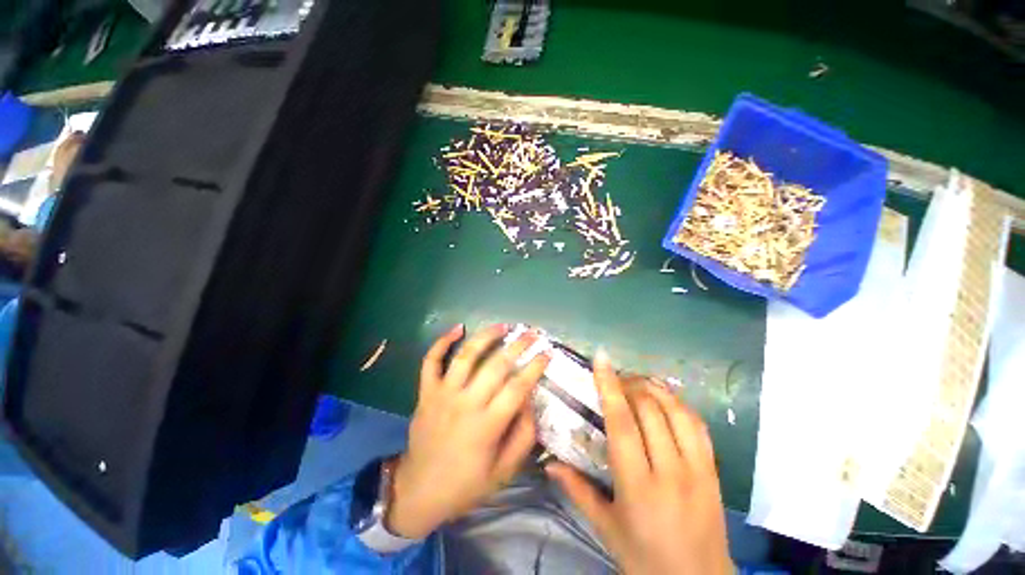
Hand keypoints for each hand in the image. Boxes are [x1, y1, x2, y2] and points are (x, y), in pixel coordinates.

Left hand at [386, 323, 549, 538]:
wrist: (418, 491)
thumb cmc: (465, 484)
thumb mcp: (504, 472)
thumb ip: (523, 437)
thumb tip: (531, 402)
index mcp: (487, 426)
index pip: (517, 387)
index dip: (535, 367)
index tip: (547, 353)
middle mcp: (465, 403)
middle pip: (495, 365)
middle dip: (518, 345)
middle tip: (532, 334)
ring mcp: (443, 394)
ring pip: (466, 355)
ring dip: (486, 336)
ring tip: (503, 326)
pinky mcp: (426, 391)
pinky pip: (431, 361)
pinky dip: (442, 341)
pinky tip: (458, 328)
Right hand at [546, 351, 731, 574]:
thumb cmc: (644, 557)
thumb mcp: (606, 528)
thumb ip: (577, 490)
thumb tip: (548, 462)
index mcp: (638, 486)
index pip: (622, 423)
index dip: (609, 386)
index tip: (601, 359)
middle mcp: (670, 471)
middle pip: (649, 409)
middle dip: (629, 384)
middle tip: (615, 378)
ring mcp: (697, 470)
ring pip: (676, 411)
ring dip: (654, 388)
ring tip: (636, 383)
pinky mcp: (713, 471)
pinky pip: (697, 425)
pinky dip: (678, 403)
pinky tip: (665, 399)